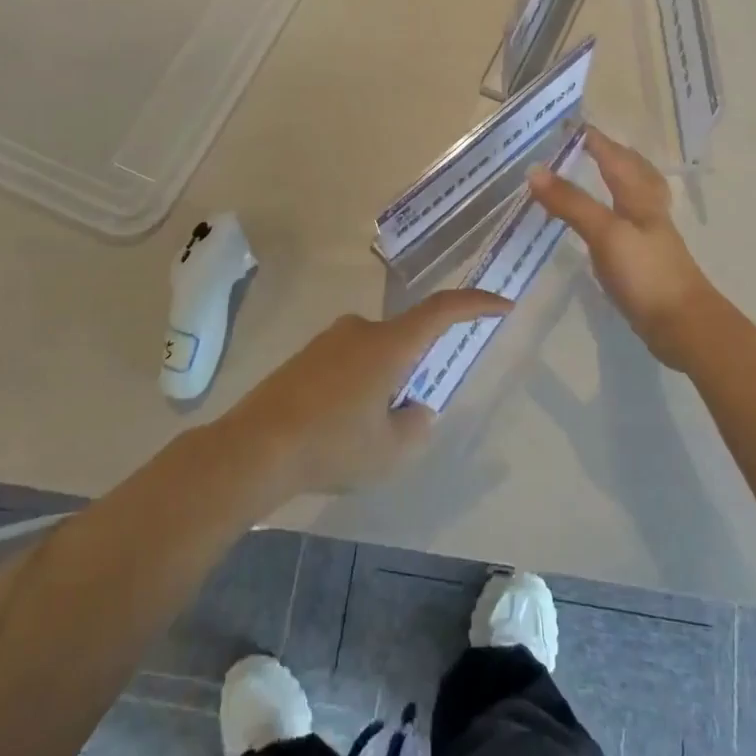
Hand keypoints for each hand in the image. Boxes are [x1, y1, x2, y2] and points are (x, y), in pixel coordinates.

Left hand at [222, 288, 512, 494]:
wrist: (253, 448)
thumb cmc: (333, 446)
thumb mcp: (391, 452)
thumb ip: (416, 426)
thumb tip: (414, 409)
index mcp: (388, 344)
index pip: (441, 311)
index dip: (475, 304)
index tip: (502, 305)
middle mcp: (359, 330)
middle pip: (404, 338)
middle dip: (415, 371)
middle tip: (405, 416)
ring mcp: (326, 341)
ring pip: (374, 354)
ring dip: (383, 383)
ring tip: (365, 434)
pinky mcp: (303, 358)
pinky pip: (346, 363)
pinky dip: (356, 387)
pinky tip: (337, 427)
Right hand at [528, 126, 717, 367]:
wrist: (682, 325)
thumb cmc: (646, 273)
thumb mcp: (605, 233)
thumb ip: (571, 202)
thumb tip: (534, 170)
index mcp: (639, 198)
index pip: (615, 158)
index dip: (595, 140)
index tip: (570, 125)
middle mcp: (647, 211)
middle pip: (634, 172)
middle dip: (613, 155)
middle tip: (588, 145)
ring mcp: (649, 237)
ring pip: (633, 197)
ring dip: (618, 180)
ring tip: (598, 175)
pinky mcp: (644, 261)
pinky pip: (627, 224)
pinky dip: (614, 212)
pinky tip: (604, 224)